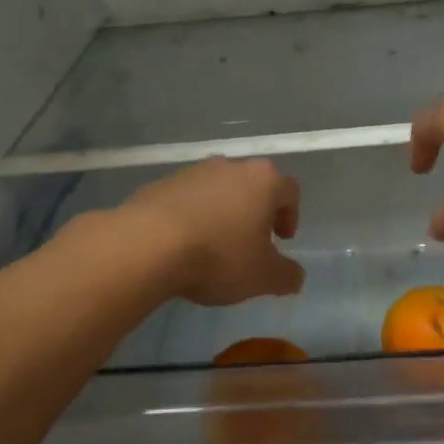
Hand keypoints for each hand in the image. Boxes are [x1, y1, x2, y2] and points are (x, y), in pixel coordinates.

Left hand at [119, 157, 305, 305]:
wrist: (147, 245)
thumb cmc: (219, 256)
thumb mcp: (263, 277)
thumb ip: (287, 276)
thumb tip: (295, 277)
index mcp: (263, 181)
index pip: (289, 191)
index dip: (290, 216)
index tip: (281, 241)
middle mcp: (230, 167)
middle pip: (252, 186)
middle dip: (255, 213)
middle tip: (251, 243)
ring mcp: (192, 172)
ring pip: (217, 191)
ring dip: (222, 214)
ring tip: (213, 247)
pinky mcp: (160, 185)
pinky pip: (186, 200)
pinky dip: (191, 218)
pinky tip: (182, 246)